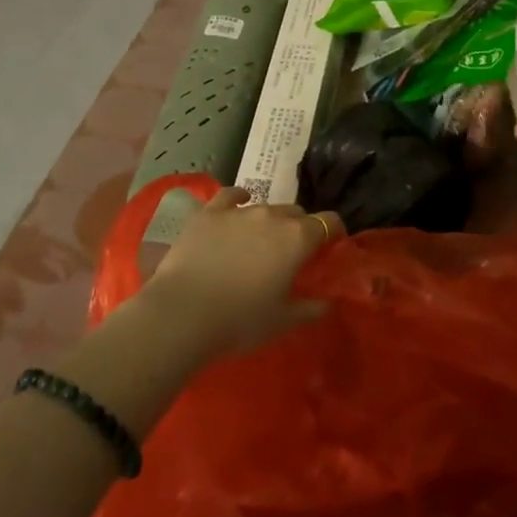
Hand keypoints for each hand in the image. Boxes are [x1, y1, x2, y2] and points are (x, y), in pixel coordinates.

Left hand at [137, 187, 341, 359]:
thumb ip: (309, 309)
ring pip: (265, 206)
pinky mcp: (209, 213)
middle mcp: (273, 216)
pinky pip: (230, 195)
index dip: (333, 231)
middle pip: (296, 212)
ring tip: (261, 239)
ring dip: (270, 220)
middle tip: (292, 251)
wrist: (183, 314)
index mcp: (297, 239)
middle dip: (299, 227)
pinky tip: (239, 201)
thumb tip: (328, 303)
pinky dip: (238, 198)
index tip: (331, 245)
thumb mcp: (282, 322)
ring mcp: (239, 211)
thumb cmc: (240, 321)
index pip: (328, 222)